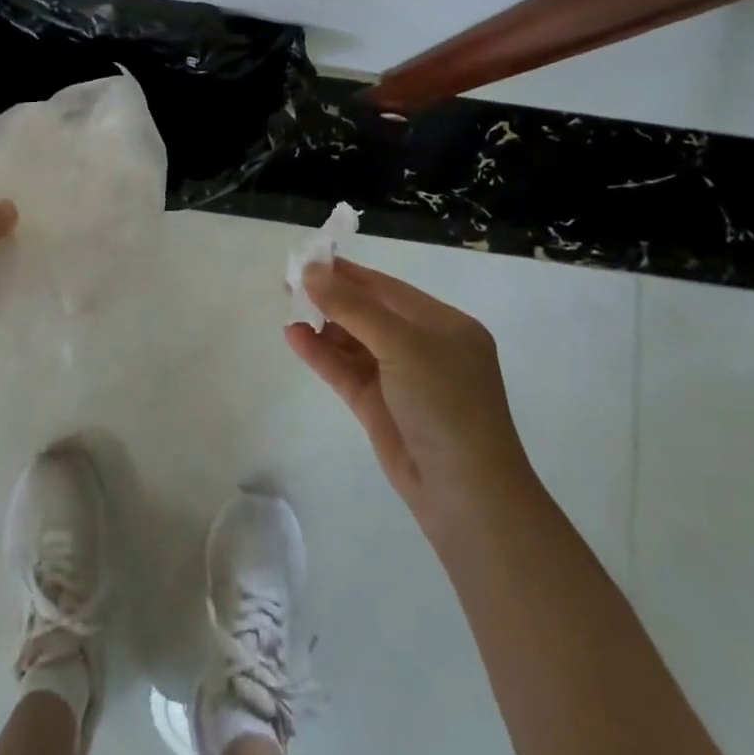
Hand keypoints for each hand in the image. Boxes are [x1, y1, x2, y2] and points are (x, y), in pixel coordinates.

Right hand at [287, 257, 531, 530]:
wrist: (466, 495)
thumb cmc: (445, 403)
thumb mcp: (402, 344)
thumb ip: (353, 306)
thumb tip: (311, 270)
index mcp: (443, 325)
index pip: (388, 289)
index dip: (348, 273)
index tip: (309, 259)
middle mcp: (423, 347)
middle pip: (369, 313)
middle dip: (331, 297)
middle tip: (290, 282)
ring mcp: (400, 379)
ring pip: (354, 342)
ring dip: (323, 325)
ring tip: (288, 308)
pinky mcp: (379, 407)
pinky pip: (345, 370)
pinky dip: (321, 353)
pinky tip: (293, 336)